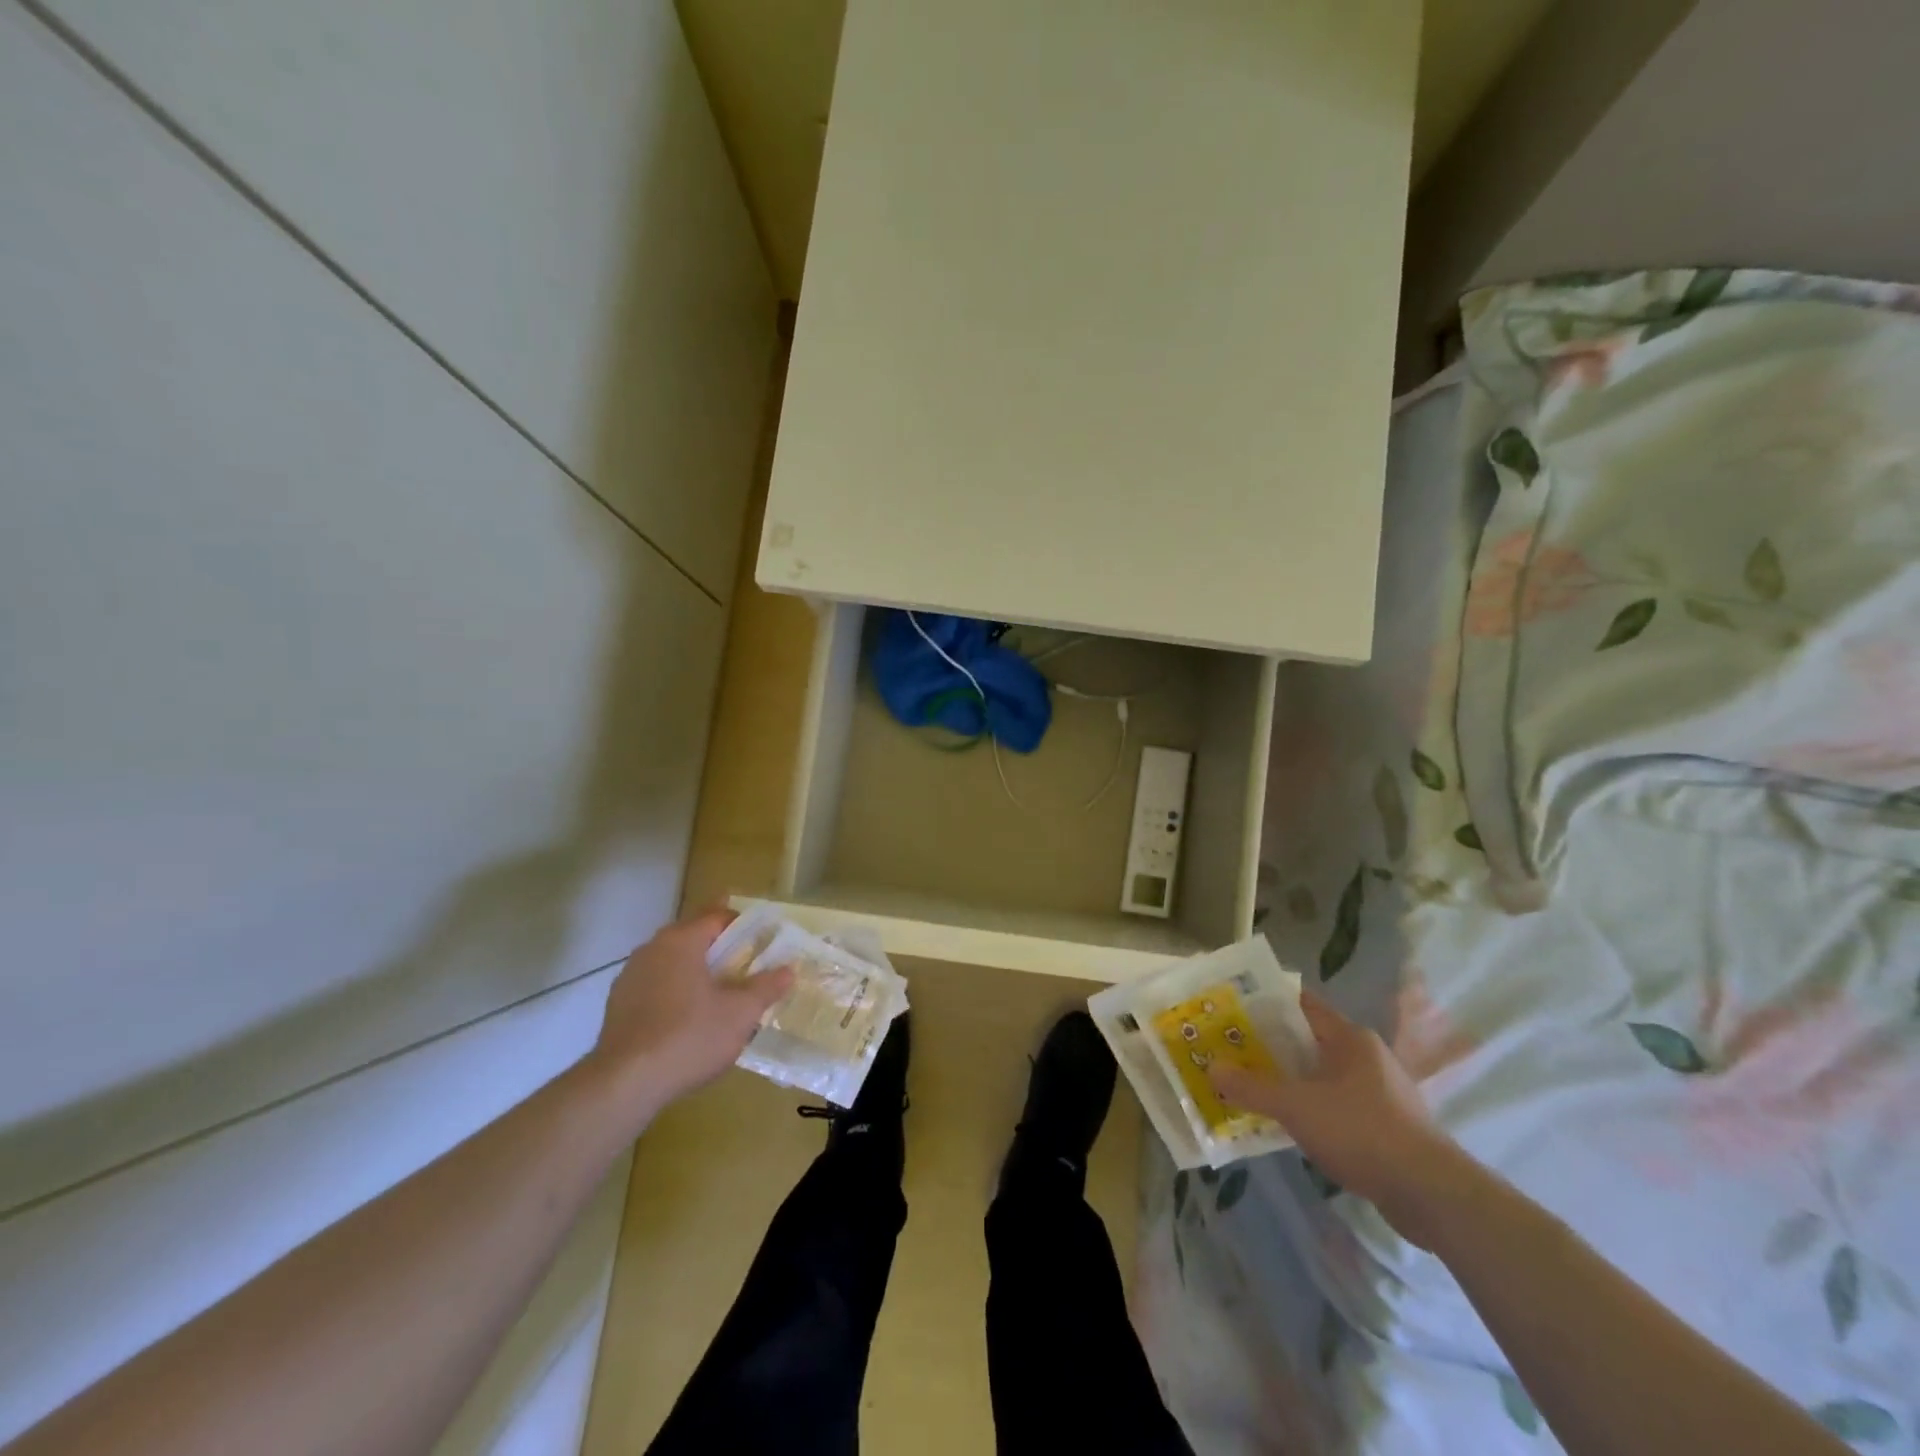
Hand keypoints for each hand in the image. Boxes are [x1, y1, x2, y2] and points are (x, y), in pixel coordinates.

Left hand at [586, 909, 792, 1107]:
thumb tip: (788, 970)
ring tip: (718, 990)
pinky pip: (655, 985)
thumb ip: (766, 987)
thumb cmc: (689, 1037)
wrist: (624, 1084)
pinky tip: (687, 1017)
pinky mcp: (618, 1005)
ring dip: (694, 968)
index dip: (743, 923)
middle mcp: (652, 948)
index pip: (717, 915)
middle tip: (745, 961)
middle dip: (718, 944)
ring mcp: (630, 976)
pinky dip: (674, 991)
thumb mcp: (740, 1014)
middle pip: (692, 936)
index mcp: (682, 941)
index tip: (762, 936)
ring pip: (671, 961)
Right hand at [1211, 991, 1468, 1246]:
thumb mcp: (1296, 1107)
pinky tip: (1289, 1126)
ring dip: (1290, 1082)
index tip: (1233, 1012)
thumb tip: (1212, 1068)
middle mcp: (1367, 1057)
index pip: (1301, 1005)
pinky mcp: (1386, 1127)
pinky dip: (1311, 1110)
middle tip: (1231, 1052)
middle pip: (1308, 1041)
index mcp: (1350, 1038)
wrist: (1431, 1195)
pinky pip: (1337, 1106)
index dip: (1266, 1005)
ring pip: (1322, 1077)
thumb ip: (1252, 1087)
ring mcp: (1380, 1093)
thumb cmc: (1362, 1132)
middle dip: (1270, 1047)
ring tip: (1251, 1089)